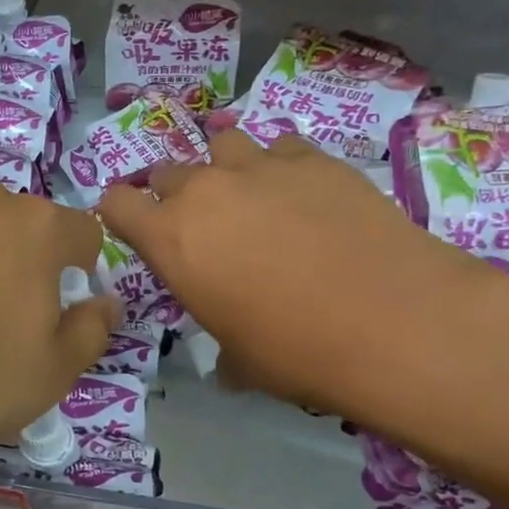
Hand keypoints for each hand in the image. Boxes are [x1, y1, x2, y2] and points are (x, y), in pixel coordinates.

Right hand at [98, 131, 508, 445]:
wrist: (392, 320)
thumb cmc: (297, 350)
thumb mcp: (240, 358)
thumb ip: (220, 344)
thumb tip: (229, 364)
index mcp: (170, 237)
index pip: (115, 203)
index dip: (119, 213)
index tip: (136, 228)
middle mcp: (204, 190)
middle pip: (166, 171)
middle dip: (173, 193)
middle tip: (201, 222)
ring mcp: (259, 166)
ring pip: (222, 145)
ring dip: (226, 168)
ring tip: (251, 194)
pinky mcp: (313, 158)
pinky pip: (281, 147)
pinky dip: (282, 165)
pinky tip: (305, 192)